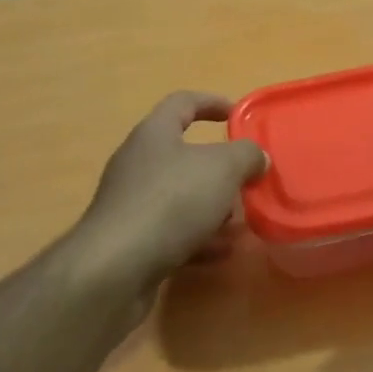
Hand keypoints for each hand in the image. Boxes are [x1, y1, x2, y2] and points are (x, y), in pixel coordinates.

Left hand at [76, 91, 267, 287]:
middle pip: (184, 155)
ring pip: (181, 197)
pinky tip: (222, 252)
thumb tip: (257, 156)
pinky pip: (173, 231)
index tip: (239, 115)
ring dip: (213, 207)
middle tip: (248, 180)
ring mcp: (133, 203)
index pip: (183, 103)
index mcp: (154, 134)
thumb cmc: (171, 202)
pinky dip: (199, 238)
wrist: (116, 268)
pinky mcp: (132, 240)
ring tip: (242, 221)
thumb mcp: (222, 169)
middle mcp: (139, 163)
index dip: (212, 103)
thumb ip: (246, 155)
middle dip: (220, 169)